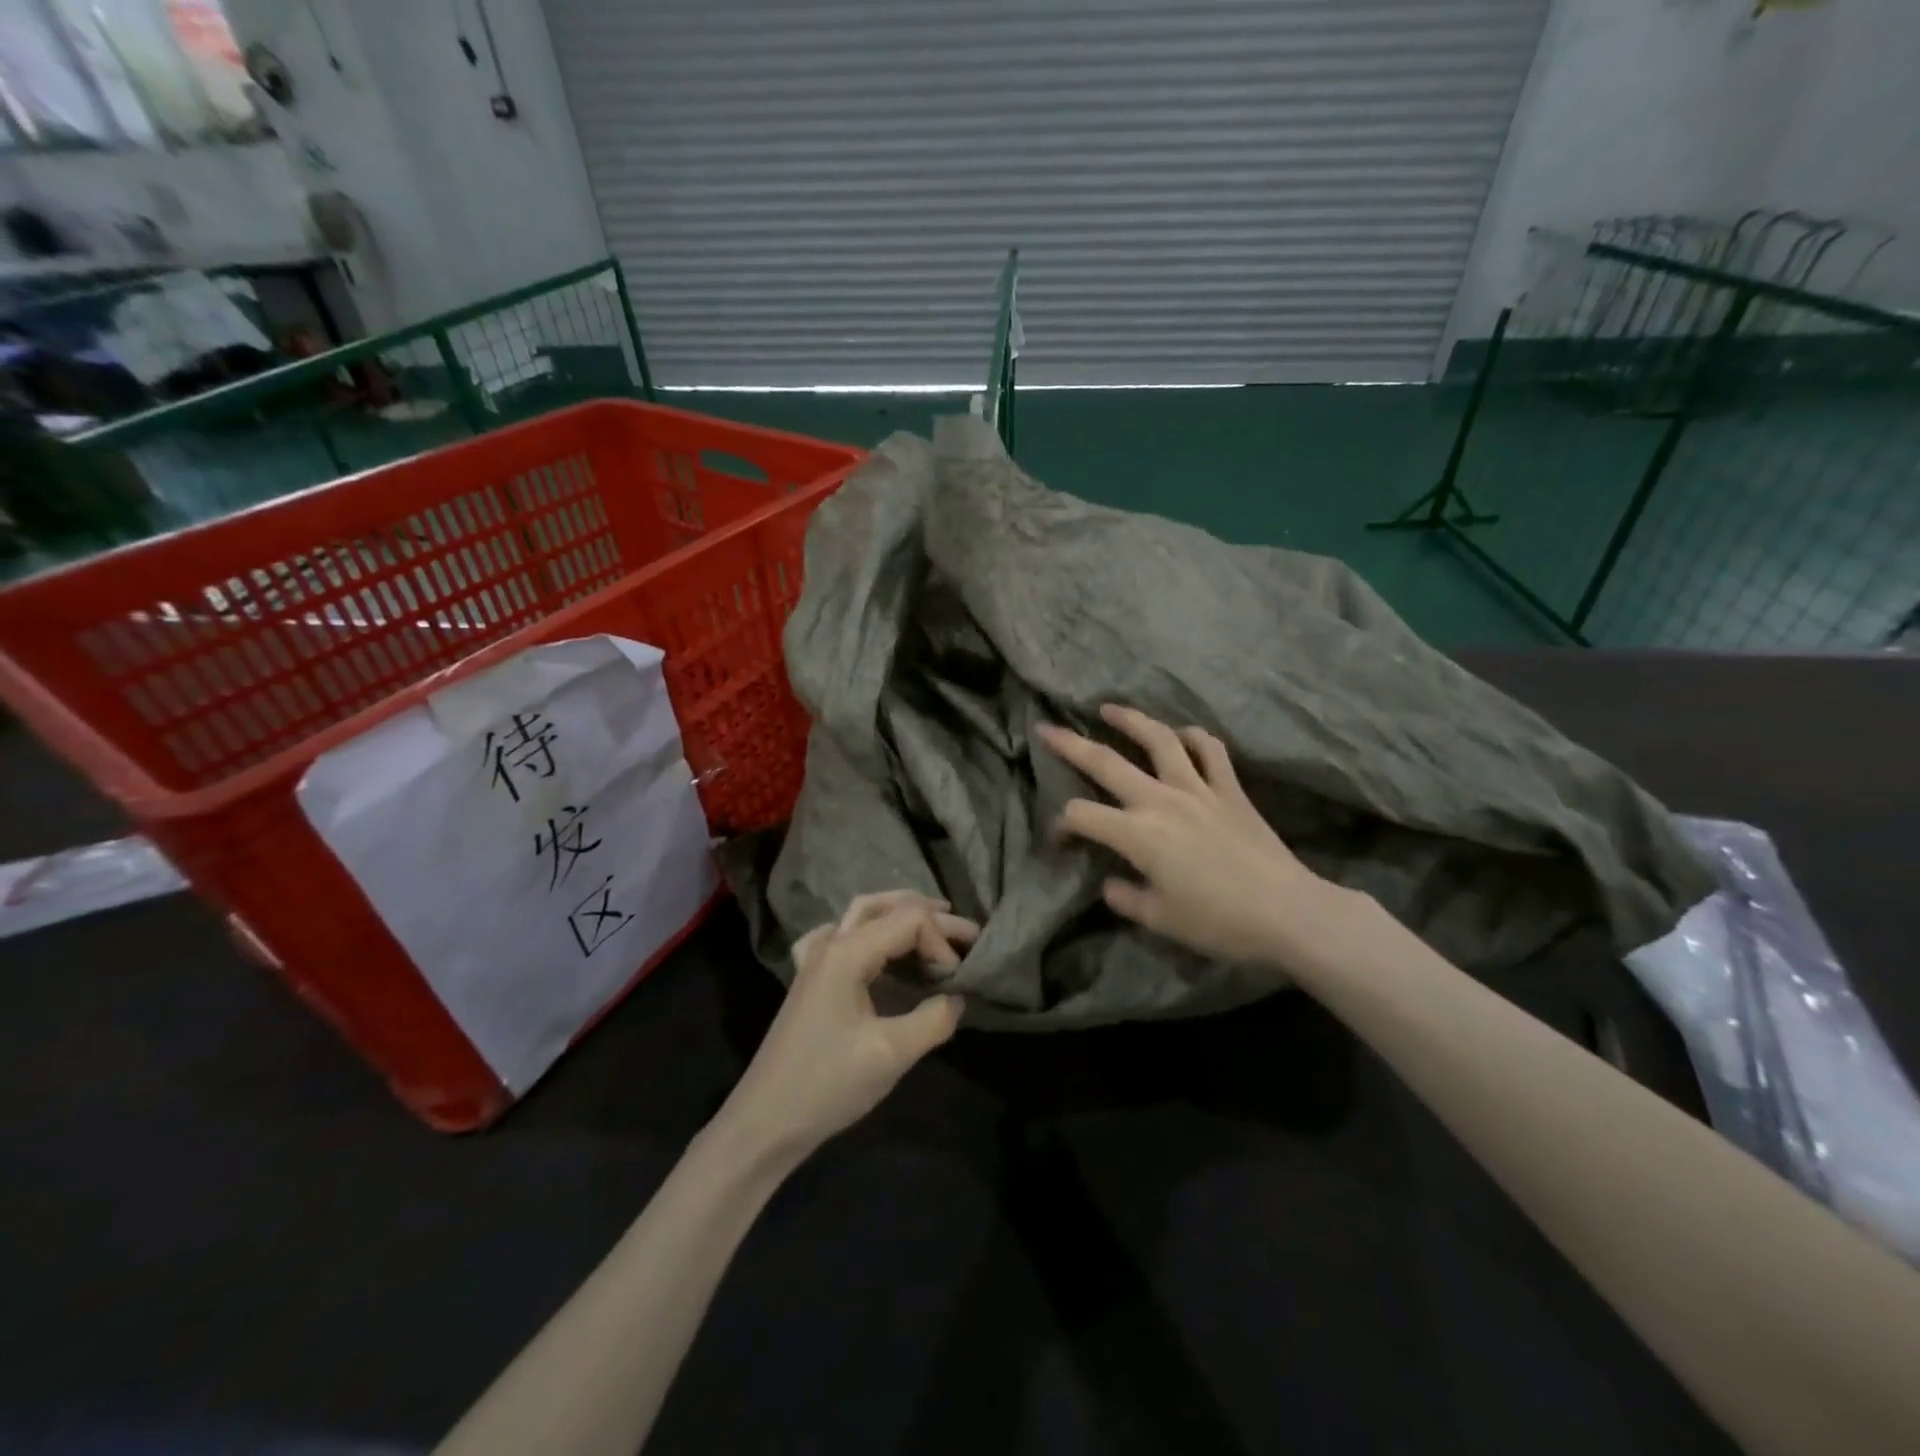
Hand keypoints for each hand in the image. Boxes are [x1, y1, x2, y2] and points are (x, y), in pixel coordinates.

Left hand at [717, 892, 976, 1165]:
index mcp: (847, 953)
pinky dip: (864, 930)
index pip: (909, 921)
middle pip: (886, 908)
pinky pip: (837, 936)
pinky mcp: (809, 980)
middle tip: (968, 933)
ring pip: (861, 914)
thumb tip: (958, 997)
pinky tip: (871, 944)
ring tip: (932, 924)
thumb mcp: (891, 1054)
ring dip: (899, 914)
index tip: (957, 981)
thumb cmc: (828, 1085)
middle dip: (930, 915)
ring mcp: (815, 960)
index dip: (942, 943)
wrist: (765, 1122)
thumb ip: (933, 1019)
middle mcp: (830, 944)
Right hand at [1038, 705, 1344, 969]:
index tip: (1059, 841)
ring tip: (1108, 709)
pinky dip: (1192, 737)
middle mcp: (1161, 800)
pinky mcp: (1230, 789)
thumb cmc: (1218, 922)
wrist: (1287, 912)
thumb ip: (1126, 898)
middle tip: (1046, 728)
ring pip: (1158, 740)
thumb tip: (1111, 883)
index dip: (1061, 826)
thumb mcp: (1160, 920)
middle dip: (1070, 744)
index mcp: (1137, 834)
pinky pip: (1209, 750)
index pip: (1081, 816)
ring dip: (1130, 720)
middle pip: (1106, 762)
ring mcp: (1198, 788)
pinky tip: (1180, 735)